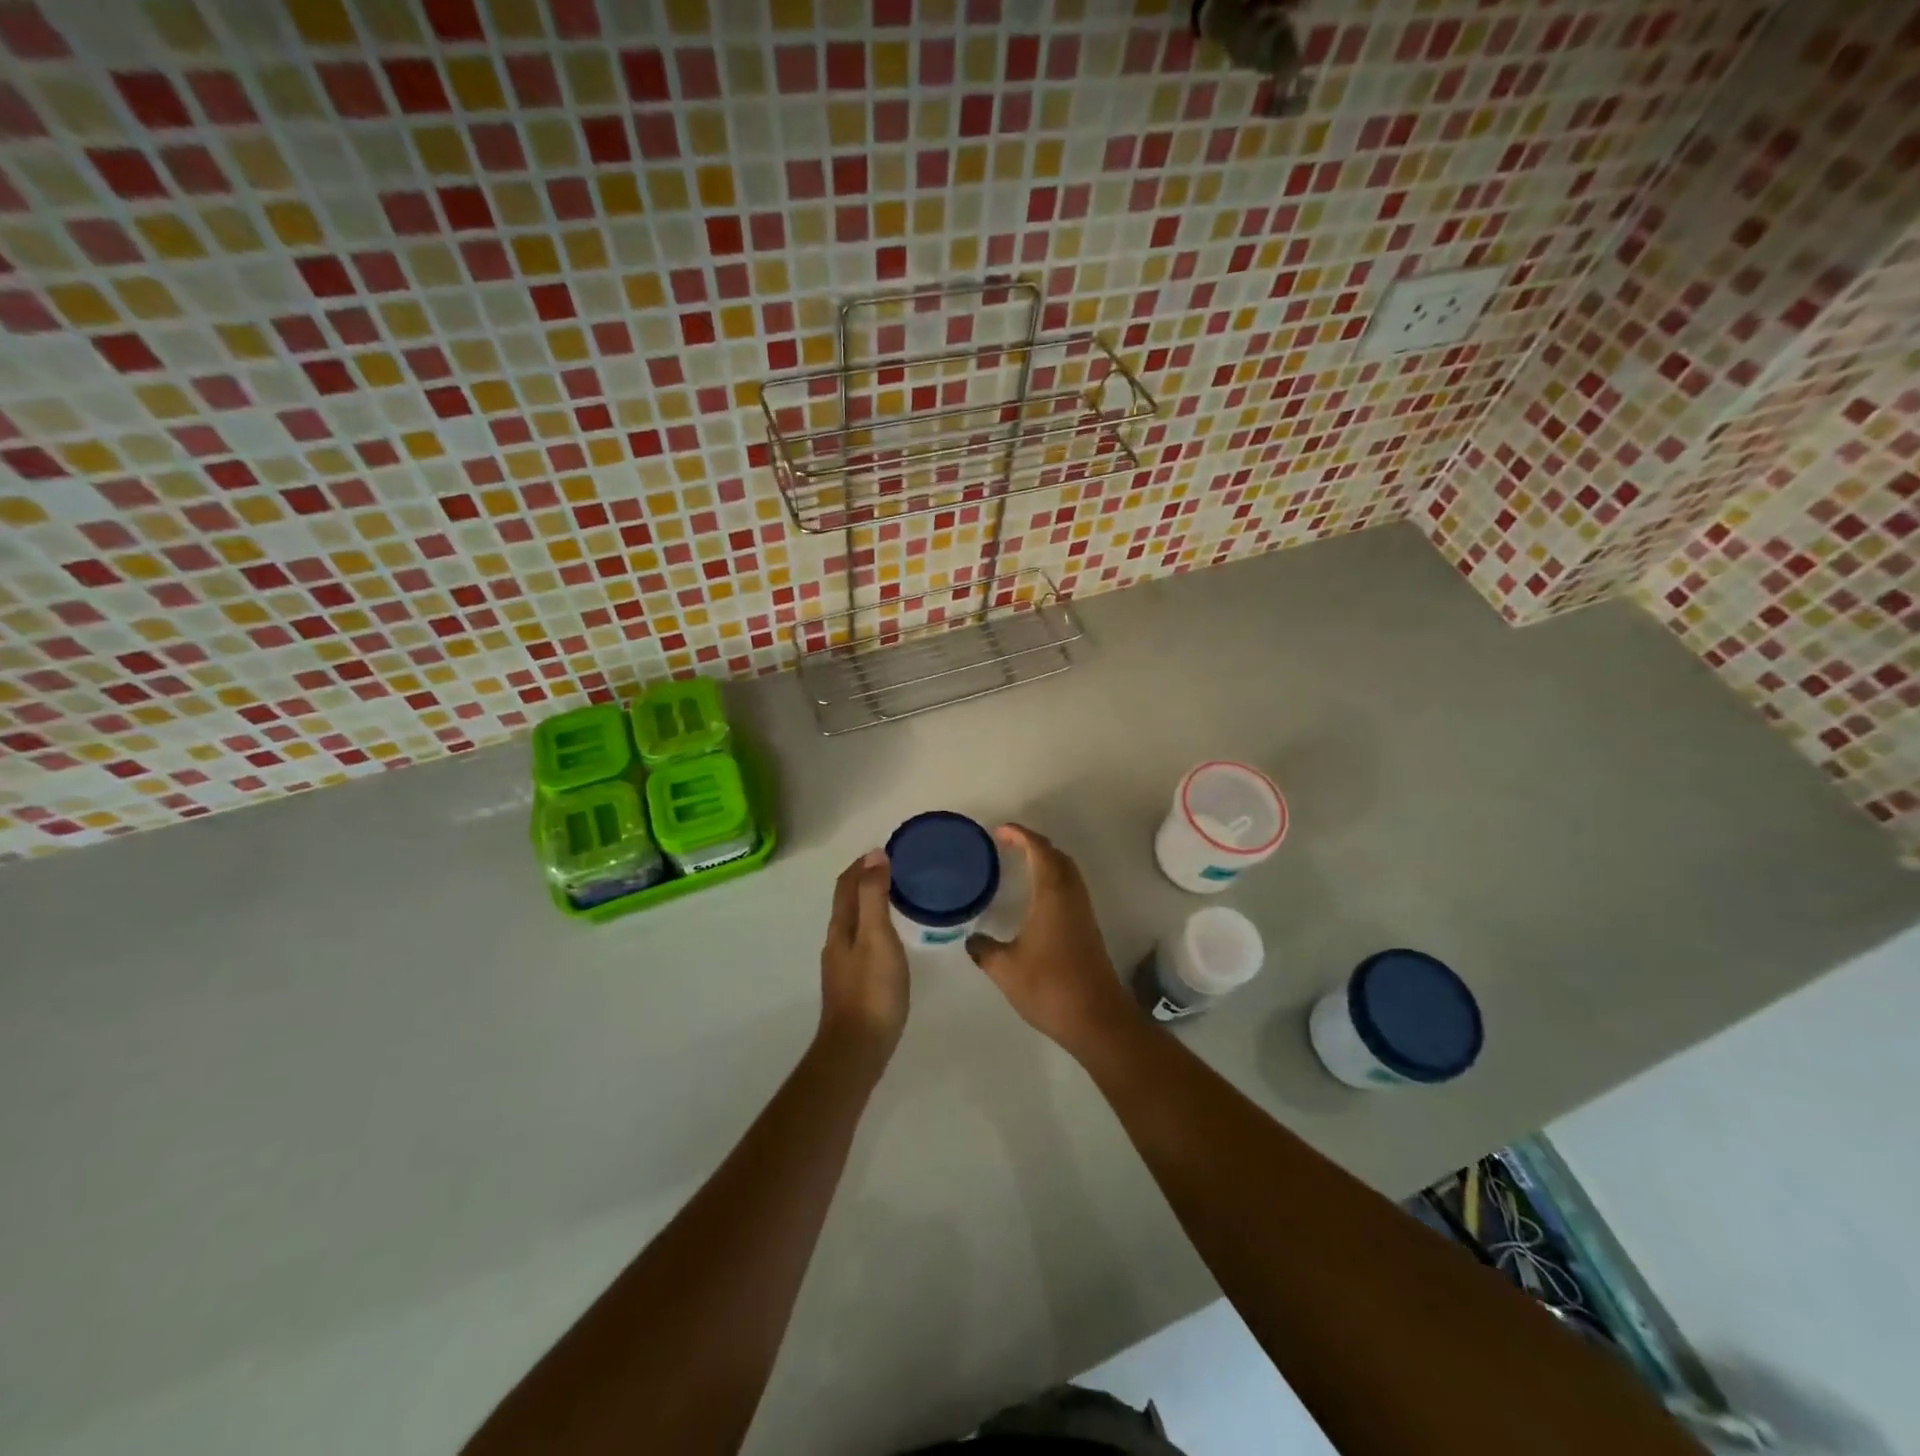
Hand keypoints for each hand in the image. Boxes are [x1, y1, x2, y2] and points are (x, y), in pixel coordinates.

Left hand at [818, 849, 909, 1061]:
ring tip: (898, 899)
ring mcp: (842, 966)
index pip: (846, 885)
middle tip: (896, 871)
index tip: (885, 851)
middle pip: (847, 902)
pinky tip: (892, 940)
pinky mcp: (853, 985)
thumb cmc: (872, 989)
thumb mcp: (877, 936)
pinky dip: (875, 928)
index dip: (861, 865)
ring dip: (870, 905)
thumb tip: (874, 856)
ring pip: (854, 924)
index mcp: (840, 928)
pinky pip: (862, 943)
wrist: (858, 1049)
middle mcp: (836, 943)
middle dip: (866, 882)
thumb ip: (875, 896)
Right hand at [966, 825, 1134, 1056]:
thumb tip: (972, 940)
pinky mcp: (1088, 929)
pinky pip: (1070, 889)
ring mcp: (1083, 913)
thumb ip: (984, 950)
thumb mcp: (1005, 969)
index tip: (1000, 832)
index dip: (1020, 835)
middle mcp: (1071, 896)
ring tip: (1020, 866)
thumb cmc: (1049, 987)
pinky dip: (1053, 880)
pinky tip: (1036, 900)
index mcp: (1052, 895)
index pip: (1039, 851)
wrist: (1096, 1018)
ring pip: (1067, 872)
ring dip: (1046, 862)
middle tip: (1008, 845)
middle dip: (1034, 844)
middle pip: (1057, 856)